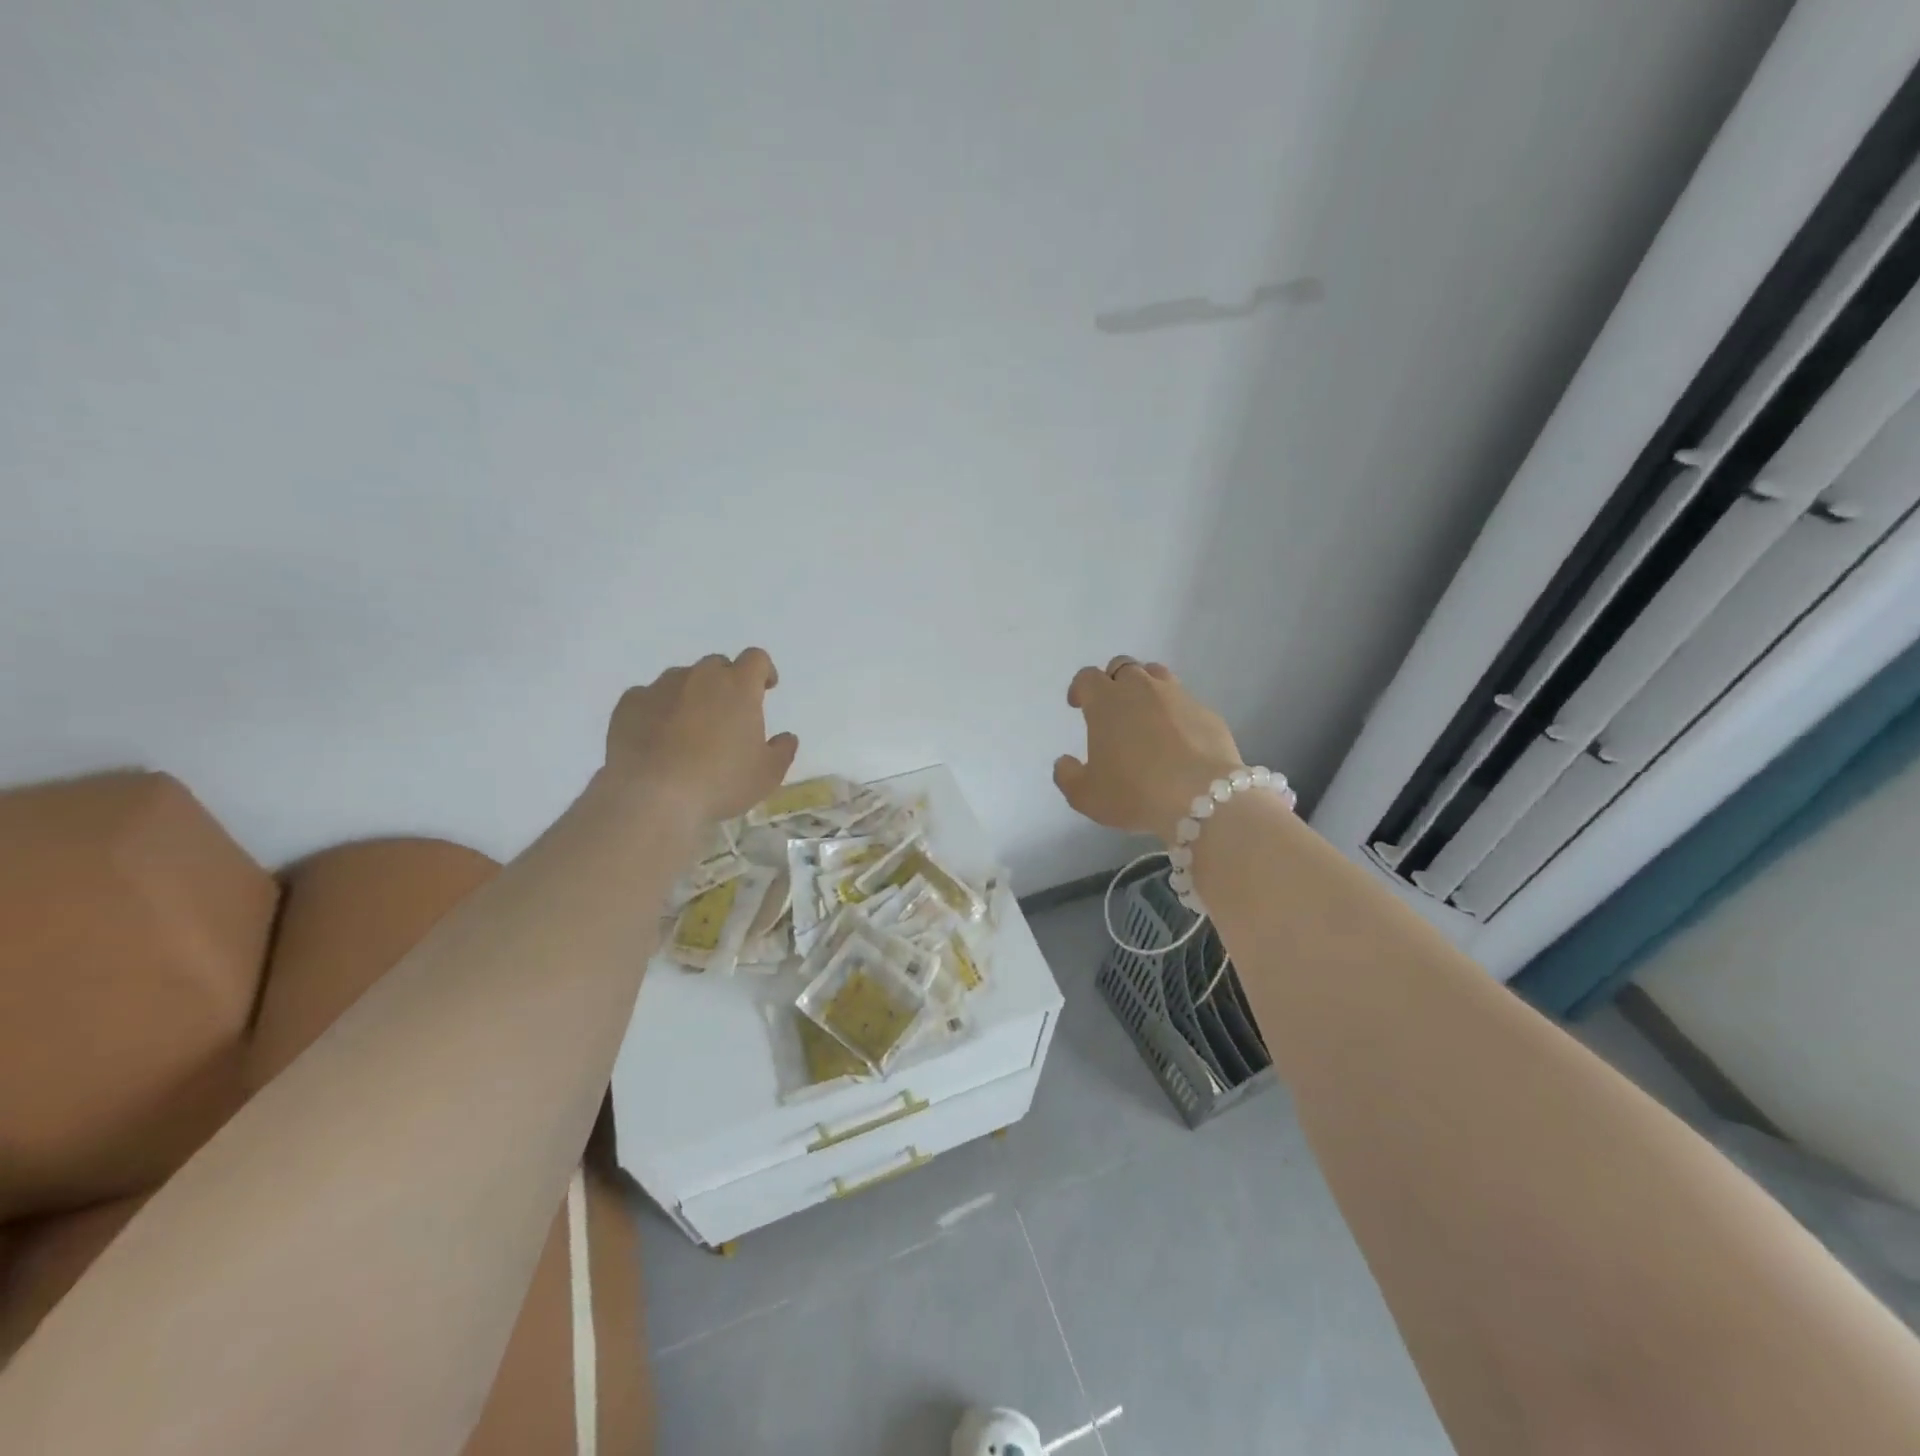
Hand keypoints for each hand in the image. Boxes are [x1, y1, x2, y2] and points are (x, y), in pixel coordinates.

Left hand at [604, 648, 799, 822]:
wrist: (653, 796)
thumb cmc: (720, 782)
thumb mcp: (767, 775)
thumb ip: (782, 751)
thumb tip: (787, 737)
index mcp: (738, 686)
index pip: (756, 659)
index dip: (763, 671)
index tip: (766, 688)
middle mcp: (700, 677)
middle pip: (717, 665)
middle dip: (725, 683)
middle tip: (727, 714)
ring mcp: (660, 687)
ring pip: (681, 679)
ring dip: (690, 695)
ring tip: (689, 728)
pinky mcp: (629, 704)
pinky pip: (648, 697)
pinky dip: (657, 710)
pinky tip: (656, 737)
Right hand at [1054, 656, 1243, 842]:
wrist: (1204, 797)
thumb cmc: (1135, 792)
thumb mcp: (1087, 796)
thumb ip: (1068, 776)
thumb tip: (1064, 763)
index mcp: (1106, 702)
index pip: (1087, 678)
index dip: (1080, 688)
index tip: (1078, 704)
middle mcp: (1141, 688)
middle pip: (1123, 666)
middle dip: (1113, 681)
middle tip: (1111, 706)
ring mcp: (1178, 696)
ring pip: (1157, 675)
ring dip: (1145, 687)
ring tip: (1144, 713)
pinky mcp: (1207, 712)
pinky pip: (1185, 701)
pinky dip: (1175, 711)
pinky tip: (1177, 736)